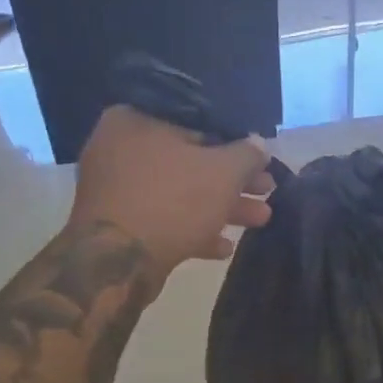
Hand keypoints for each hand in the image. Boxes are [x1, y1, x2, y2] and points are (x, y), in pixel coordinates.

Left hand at [69, 106, 273, 282]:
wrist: (119, 261)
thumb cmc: (172, 200)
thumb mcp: (223, 172)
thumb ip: (246, 155)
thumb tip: (260, 145)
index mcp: (135, 120)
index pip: (195, 124)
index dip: (235, 144)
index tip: (260, 161)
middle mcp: (119, 150)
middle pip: (189, 162)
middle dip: (232, 182)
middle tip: (266, 191)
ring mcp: (116, 191)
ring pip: (179, 194)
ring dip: (220, 208)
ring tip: (260, 220)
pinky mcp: (118, 227)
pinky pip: (163, 220)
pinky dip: (193, 230)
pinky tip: (223, 247)